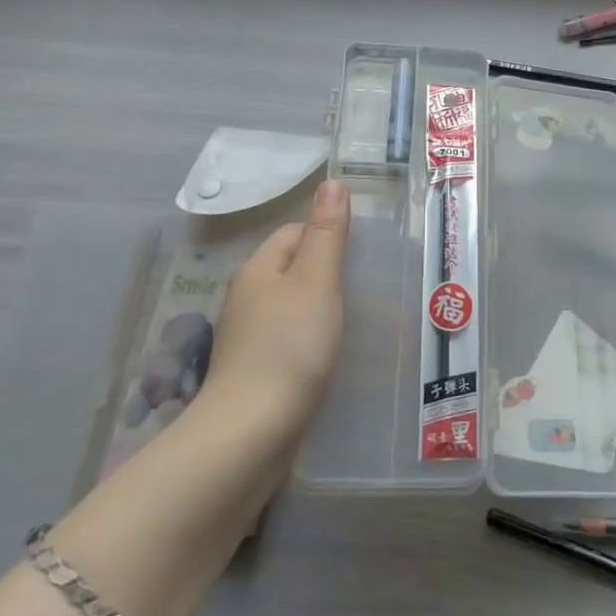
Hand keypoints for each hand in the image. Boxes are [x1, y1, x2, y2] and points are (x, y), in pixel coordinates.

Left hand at [206, 179, 349, 434]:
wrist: (252, 433)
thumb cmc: (290, 347)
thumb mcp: (317, 280)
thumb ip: (327, 233)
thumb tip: (331, 181)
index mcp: (258, 269)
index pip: (294, 232)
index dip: (328, 234)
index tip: (363, 252)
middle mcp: (246, 298)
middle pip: (292, 269)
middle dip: (328, 272)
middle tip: (368, 285)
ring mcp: (247, 338)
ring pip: (291, 307)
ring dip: (321, 309)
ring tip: (357, 320)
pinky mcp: (254, 372)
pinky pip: (288, 340)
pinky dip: (311, 341)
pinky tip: (331, 356)